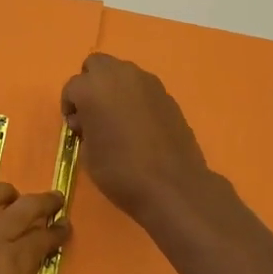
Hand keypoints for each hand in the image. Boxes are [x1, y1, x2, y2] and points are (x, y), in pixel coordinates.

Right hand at [60, 53, 212, 220]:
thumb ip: (84, 128)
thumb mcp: (87, 154)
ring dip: (114, 87)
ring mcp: (146, 82)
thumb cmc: (120, 171)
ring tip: (118, 118)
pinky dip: (135, 98)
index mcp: (92, 88)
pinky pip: (142, 87)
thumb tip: (88, 121)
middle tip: (94, 111)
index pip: (72, 87)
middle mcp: (119, 75)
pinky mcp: (166, 94)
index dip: (70, 107)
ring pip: (122, 72)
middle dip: (91, 83)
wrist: (172, 185)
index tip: (76, 128)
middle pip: (97, 64)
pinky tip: (140, 124)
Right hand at [61, 53, 272, 273]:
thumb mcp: (101, 168)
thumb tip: (194, 179)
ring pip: (131, 81)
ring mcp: (160, 96)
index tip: (82, 138)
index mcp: (108, 94)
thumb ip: (95, 143)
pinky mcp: (182, 112)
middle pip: (104, 70)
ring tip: (125, 143)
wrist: (187, 203)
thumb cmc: (133, 190)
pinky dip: (145, 112)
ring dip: (122, 101)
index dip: (78, 109)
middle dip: (98, 94)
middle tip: (99, 135)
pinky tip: (150, 148)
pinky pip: (151, 98)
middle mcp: (135, 84)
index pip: (80, 83)